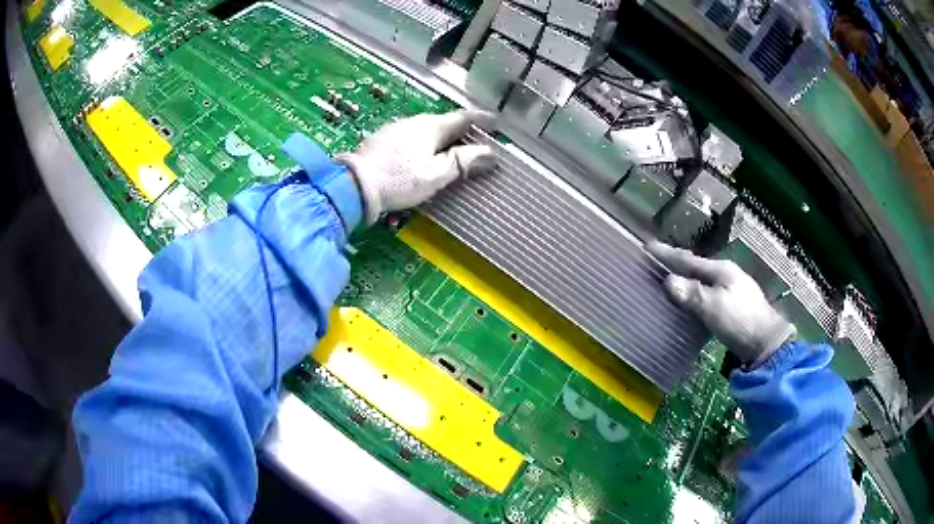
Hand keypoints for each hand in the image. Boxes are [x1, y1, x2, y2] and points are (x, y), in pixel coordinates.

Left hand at [335, 110, 495, 223]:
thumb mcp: (435, 174)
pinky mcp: (383, 142)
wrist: (353, 185)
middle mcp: (414, 122)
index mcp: (431, 126)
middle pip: (445, 123)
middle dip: (463, 131)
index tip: (496, 123)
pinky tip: (425, 156)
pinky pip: (413, 138)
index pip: (463, 117)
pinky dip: (427, 144)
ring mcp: (396, 130)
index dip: (482, 120)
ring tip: (454, 151)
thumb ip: (462, 163)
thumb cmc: (398, 179)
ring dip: (444, 138)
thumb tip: (490, 154)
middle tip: (479, 141)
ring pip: (428, 130)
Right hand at [647, 242, 795, 365]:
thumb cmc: (739, 320)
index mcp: (720, 270)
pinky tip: (690, 299)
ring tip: (669, 279)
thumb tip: (668, 281)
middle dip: (676, 264)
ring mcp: (732, 289)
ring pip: (702, 280)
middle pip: (696, 267)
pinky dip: (695, 292)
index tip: (648, 246)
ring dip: (686, 278)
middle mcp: (726, 274)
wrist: (766, 342)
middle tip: (656, 262)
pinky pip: (707, 292)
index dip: (668, 254)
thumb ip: (691, 294)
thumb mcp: (713, 307)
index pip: (688, 259)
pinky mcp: (733, 304)